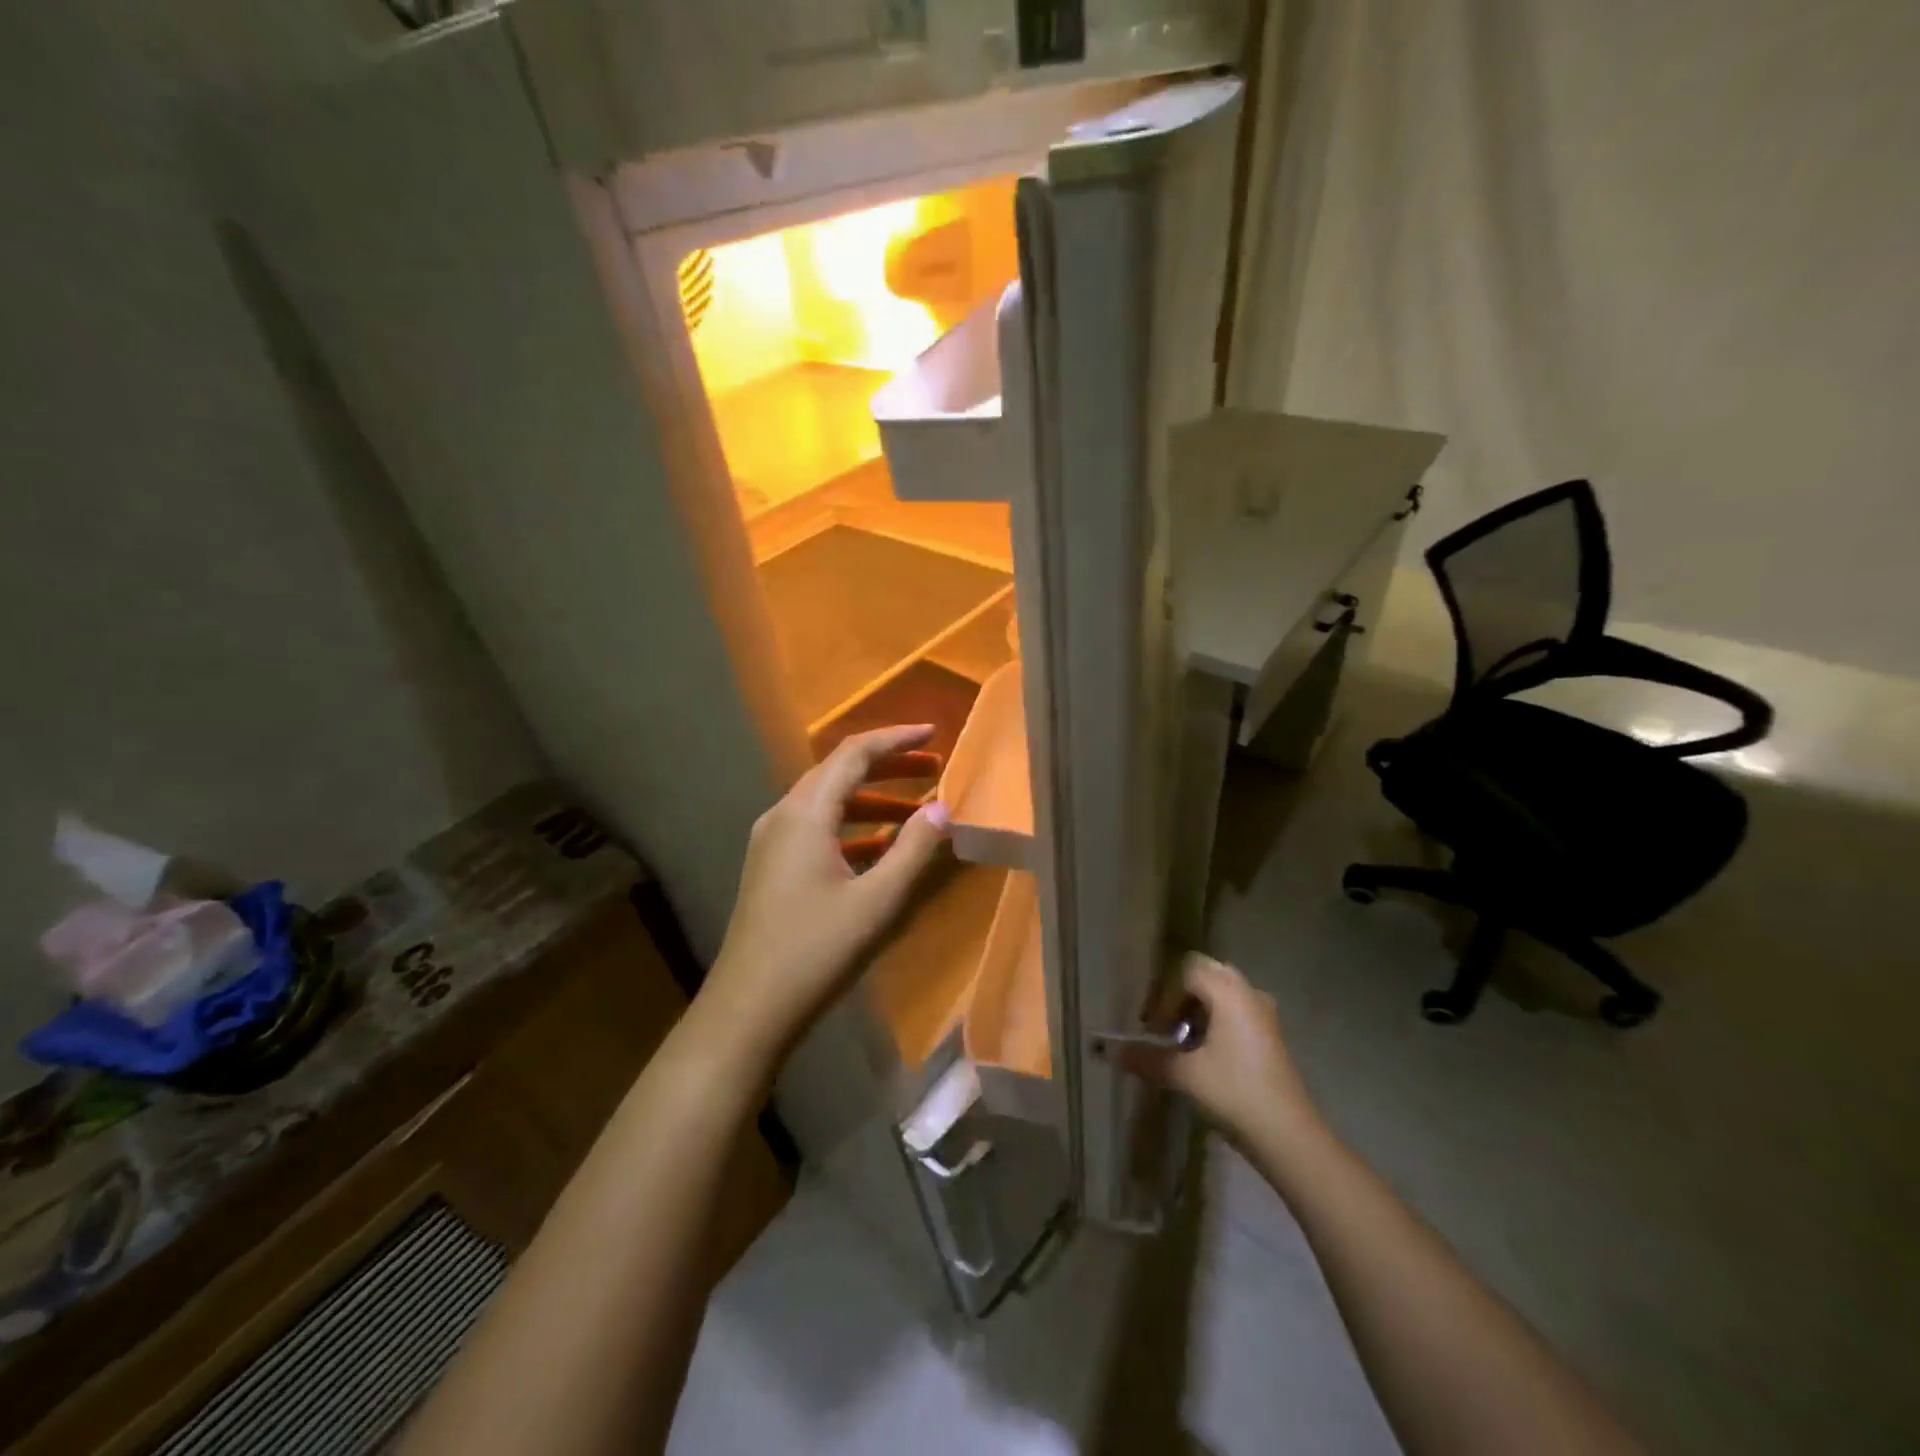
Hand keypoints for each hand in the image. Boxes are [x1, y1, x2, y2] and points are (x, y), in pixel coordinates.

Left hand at [702, 725, 951, 1061]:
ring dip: (873, 800)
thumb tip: (943, 809)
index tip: (934, 733)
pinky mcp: (772, 867)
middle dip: (889, 767)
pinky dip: (854, 828)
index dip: (896, 739)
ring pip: (829, 803)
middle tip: (933, 769)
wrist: (749, 1008)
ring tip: (918, 810)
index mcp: (805, 813)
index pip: (854, 754)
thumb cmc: (816, 950)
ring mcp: (772, 842)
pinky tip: (882, 848)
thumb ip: (913, 850)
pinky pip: (818, 830)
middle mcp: (783, 816)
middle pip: (839, 772)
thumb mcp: (877, 901)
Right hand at [1115, 953, 1319, 1144]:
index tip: (1152, 1027)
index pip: (1185, 970)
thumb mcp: (1185, 1075)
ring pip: (1222, 992)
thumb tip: (1111, 1052)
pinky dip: (1216, 1020)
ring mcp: (1263, 1012)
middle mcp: (1248, 991)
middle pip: (1205, 973)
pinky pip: (1236, 1009)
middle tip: (1162, 1025)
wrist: (1289, 1137)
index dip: (1162, 994)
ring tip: (1181, 1040)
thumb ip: (1147, 1058)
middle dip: (1179, 995)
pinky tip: (1205, 1053)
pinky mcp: (1270, 1034)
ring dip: (1197, 1008)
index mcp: (1228, 991)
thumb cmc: (1234, 1093)